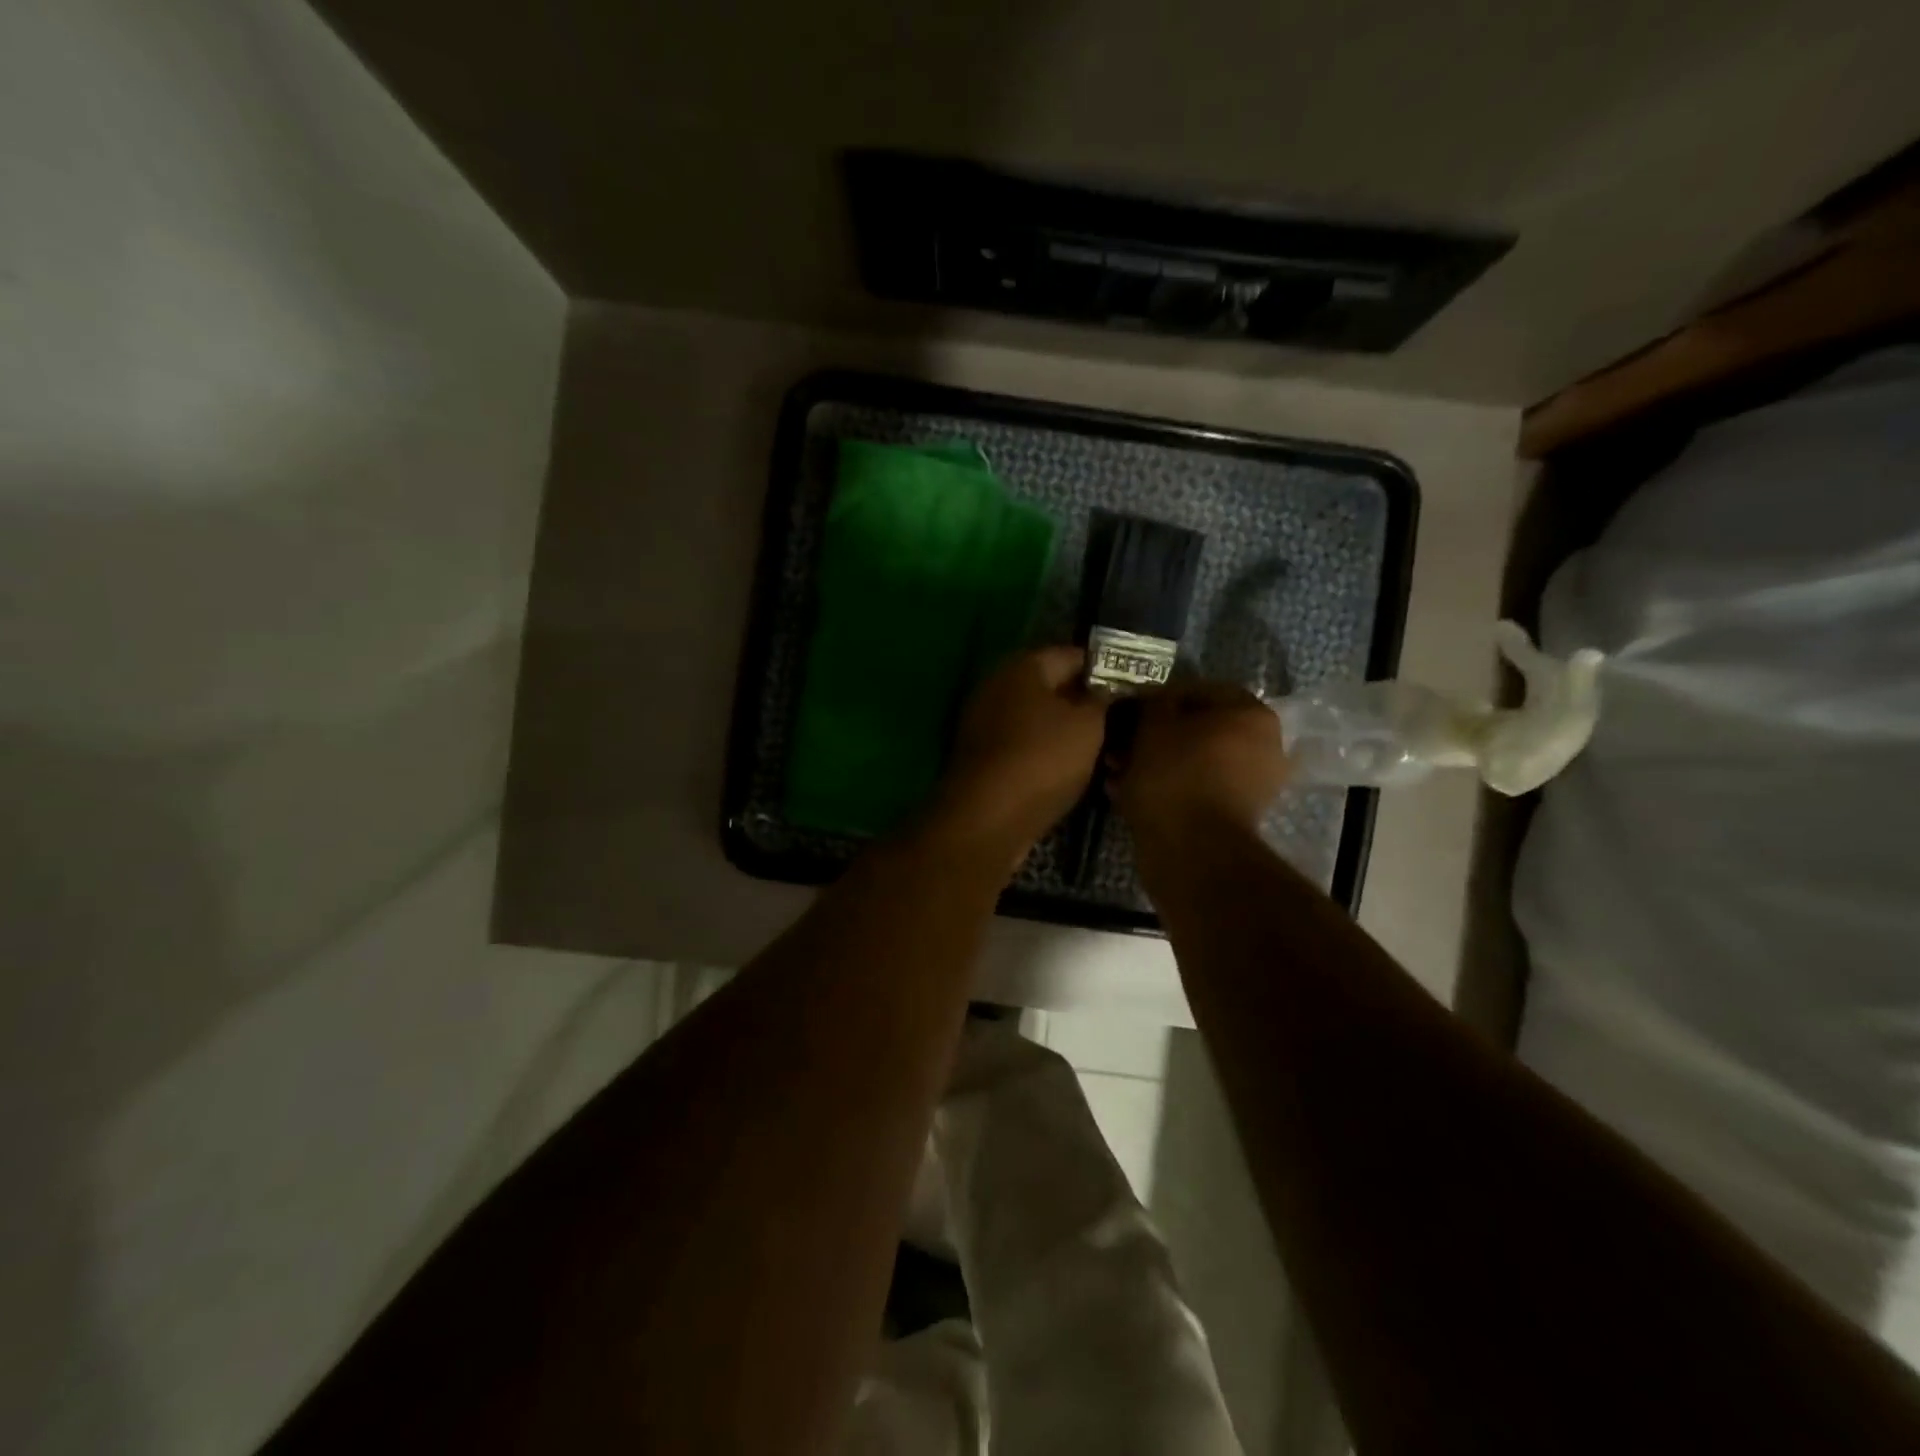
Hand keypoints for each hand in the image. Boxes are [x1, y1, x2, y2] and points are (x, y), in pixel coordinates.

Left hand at [929, 647, 1108, 853]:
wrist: (987, 818)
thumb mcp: (1088, 725)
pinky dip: (1046, 754)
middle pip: (1052, 687)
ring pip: (1038, 720)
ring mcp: (985, 722)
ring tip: (1104, 751)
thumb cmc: (1042, 759)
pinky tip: (1072, 771)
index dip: (1106, 669)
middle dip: (1085, 703)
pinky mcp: (982, 757)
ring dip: (1067, 732)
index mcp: (1022, 666)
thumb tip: (1106, 688)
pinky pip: (1024, 746)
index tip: (1133, 688)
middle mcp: (997, 686)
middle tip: (1122, 722)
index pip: (1073, 655)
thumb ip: (1102, 699)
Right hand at [1108, 680, 1288, 840]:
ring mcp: (1251, 784)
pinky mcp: (1233, 815)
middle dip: (1154, 735)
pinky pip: (1194, 789)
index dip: (1158, 698)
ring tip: (1117, 771)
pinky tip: (1129, 792)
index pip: (1198, 690)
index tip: (1128, 711)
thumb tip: (1152, 702)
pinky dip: (1165, 788)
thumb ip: (1153, 702)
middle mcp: (1262, 745)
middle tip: (1120, 745)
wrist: (1192, 848)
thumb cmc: (1175, 773)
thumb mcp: (1154, 724)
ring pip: (1192, 760)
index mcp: (1252, 714)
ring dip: (1154, 762)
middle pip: (1197, 729)